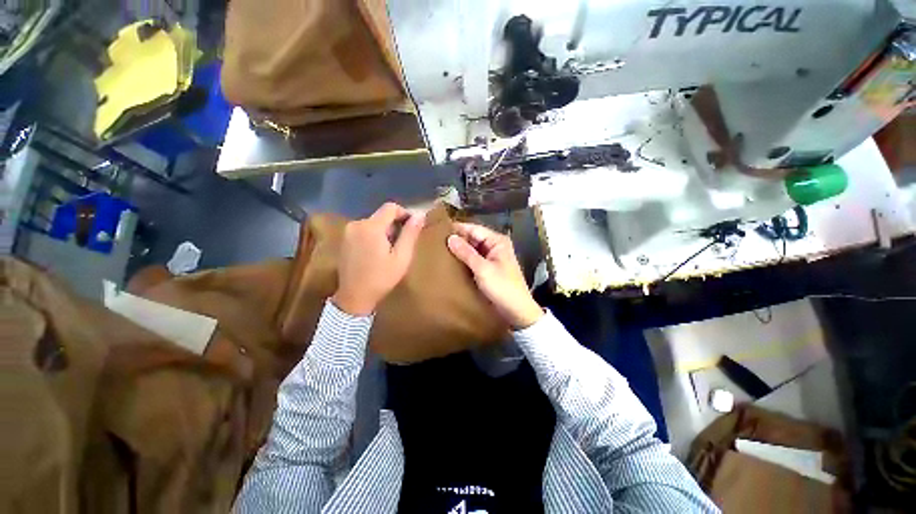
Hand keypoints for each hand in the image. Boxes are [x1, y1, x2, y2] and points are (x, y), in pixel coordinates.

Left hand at [333, 203, 423, 315]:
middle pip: (381, 215)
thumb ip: (410, 234)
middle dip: (395, 225)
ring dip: (385, 231)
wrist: (354, 297)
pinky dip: (375, 235)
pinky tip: (378, 252)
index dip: (405, 213)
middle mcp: (357, 224)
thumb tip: (420, 215)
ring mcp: (348, 232)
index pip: (391, 207)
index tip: (413, 227)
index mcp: (371, 227)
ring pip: (373, 223)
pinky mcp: (345, 239)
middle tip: (402, 244)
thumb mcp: (402, 257)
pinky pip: (364, 230)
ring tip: (391, 250)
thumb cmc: (381, 278)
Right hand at [447, 222, 543, 328]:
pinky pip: (474, 259)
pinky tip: (451, 262)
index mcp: (497, 241)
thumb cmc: (502, 287)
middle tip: (436, 241)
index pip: (474, 229)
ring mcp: (492, 258)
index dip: (458, 229)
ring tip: (440, 250)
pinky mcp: (489, 269)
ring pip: (473, 249)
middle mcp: (495, 246)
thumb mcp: (482, 269)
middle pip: (473, 238)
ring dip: (460, 250)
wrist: (517, 311)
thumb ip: (466, 253)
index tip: (438, 230)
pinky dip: (464, 260)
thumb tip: (450, 237)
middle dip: (458, 240)